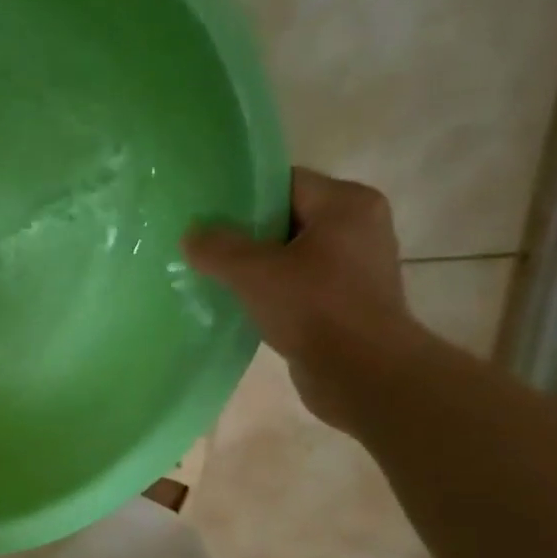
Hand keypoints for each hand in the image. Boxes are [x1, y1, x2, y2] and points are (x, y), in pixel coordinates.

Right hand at [184, 168, 418, 430]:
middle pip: (287, 218)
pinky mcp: (347, 302)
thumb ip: (218, 248)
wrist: (364, 375)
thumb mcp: (255, 272)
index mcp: (348, 204)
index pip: (286, 182)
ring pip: (291, 255)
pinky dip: (272, 291)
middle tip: (205, 247)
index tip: (207, 214)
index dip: (244, 195)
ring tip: (216, 277)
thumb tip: (191, 234)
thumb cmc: (315, 309)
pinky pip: (299, 284)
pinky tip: (242, 305)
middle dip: (246, 234)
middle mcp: (359, 227)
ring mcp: (356, 267)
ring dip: (257, 267)